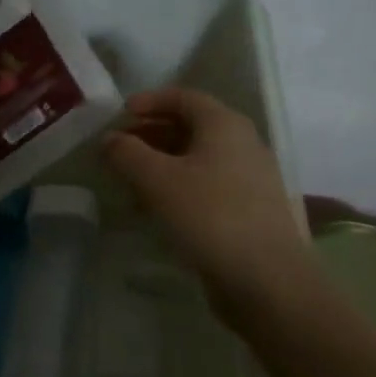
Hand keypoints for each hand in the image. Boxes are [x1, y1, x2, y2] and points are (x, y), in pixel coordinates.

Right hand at [104, 88, 309, 298]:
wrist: (266, 279)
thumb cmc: (209, 216)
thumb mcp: (157, 180)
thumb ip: (127, 154)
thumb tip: (110, 139)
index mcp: (224, 125)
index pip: (184, 97)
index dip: (149, 101)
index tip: (119, 114)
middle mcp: (242, 144)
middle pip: (191, 126)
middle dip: (151, 134)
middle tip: (119, 149)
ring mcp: (249, 178)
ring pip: (197, 159)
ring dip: (161, 164)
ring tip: (130, 182)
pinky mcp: (248, 209)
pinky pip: (207, 185)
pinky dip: (178, 187)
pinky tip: (156, 210)